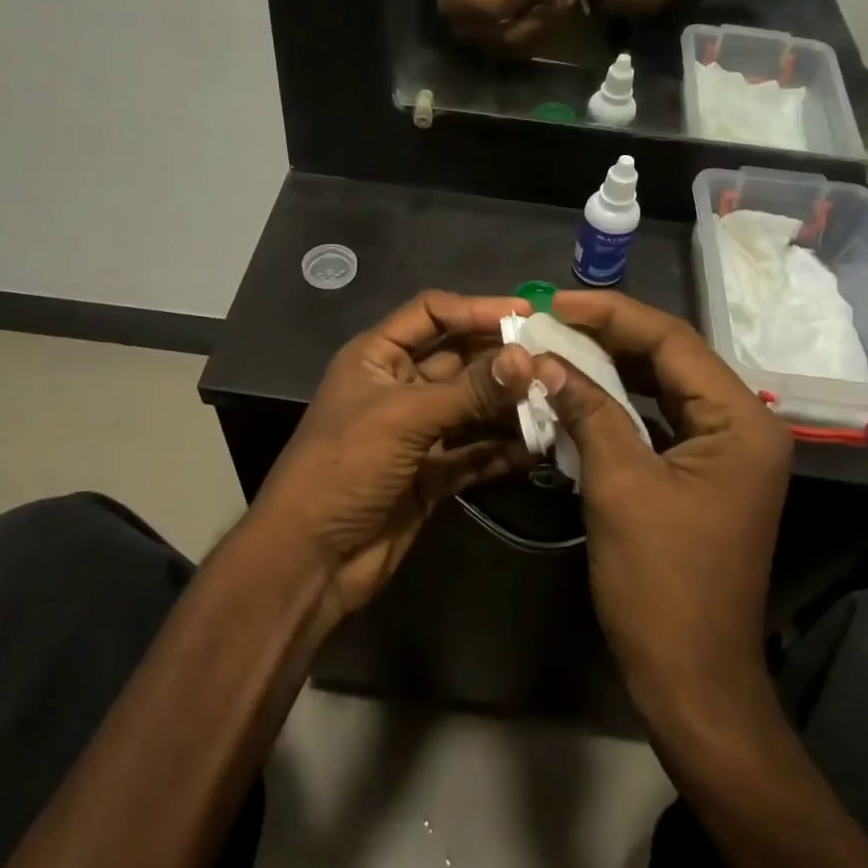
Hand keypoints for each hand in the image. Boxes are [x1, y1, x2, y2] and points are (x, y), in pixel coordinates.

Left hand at [256, 291, 536, 624]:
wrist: (310, 559)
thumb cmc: (345, 468)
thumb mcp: (404, 418)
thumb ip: (469, 390)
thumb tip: (528, 358)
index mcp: (376, 357)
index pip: (432, 313)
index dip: (476, 309)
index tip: (527, 314)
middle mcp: (398, 386)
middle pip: (458, 358)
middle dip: (502, 360)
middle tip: (555, 361)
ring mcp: (416, 432)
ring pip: (471, 406)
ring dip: (509, 405)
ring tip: (557, 401)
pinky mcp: (431, 474)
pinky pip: (474, 452)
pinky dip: (503, 449)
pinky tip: (539, 448)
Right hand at [428, 0, 563, 53]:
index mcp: (457, 2)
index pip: (498, 7)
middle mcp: (462, 28)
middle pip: (508, 35)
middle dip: (540, 18)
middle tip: (564, 3)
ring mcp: (473, 39)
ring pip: (515, 44)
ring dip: (541, 27)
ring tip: (560, 7)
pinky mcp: (485, 41)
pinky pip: (514, 43)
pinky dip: (534, 30)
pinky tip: (548, 13)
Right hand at [532, 290, 792, 714]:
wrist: (692, 678)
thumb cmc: (661, 583)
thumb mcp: (620, 485)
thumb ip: (589, 412)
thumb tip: (547, 362)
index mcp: (740, 421)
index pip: (672, 341)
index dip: (612, 315)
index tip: (555, 304)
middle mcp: (743, 426)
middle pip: (671, 359)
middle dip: (609, 337)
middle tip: (550, 321)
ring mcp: (725, 452)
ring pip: (663, 388)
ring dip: (611, 368)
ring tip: (558, 347)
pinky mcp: (703, 474)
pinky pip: (659, 421)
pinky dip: (620, 405)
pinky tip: (579, 394)